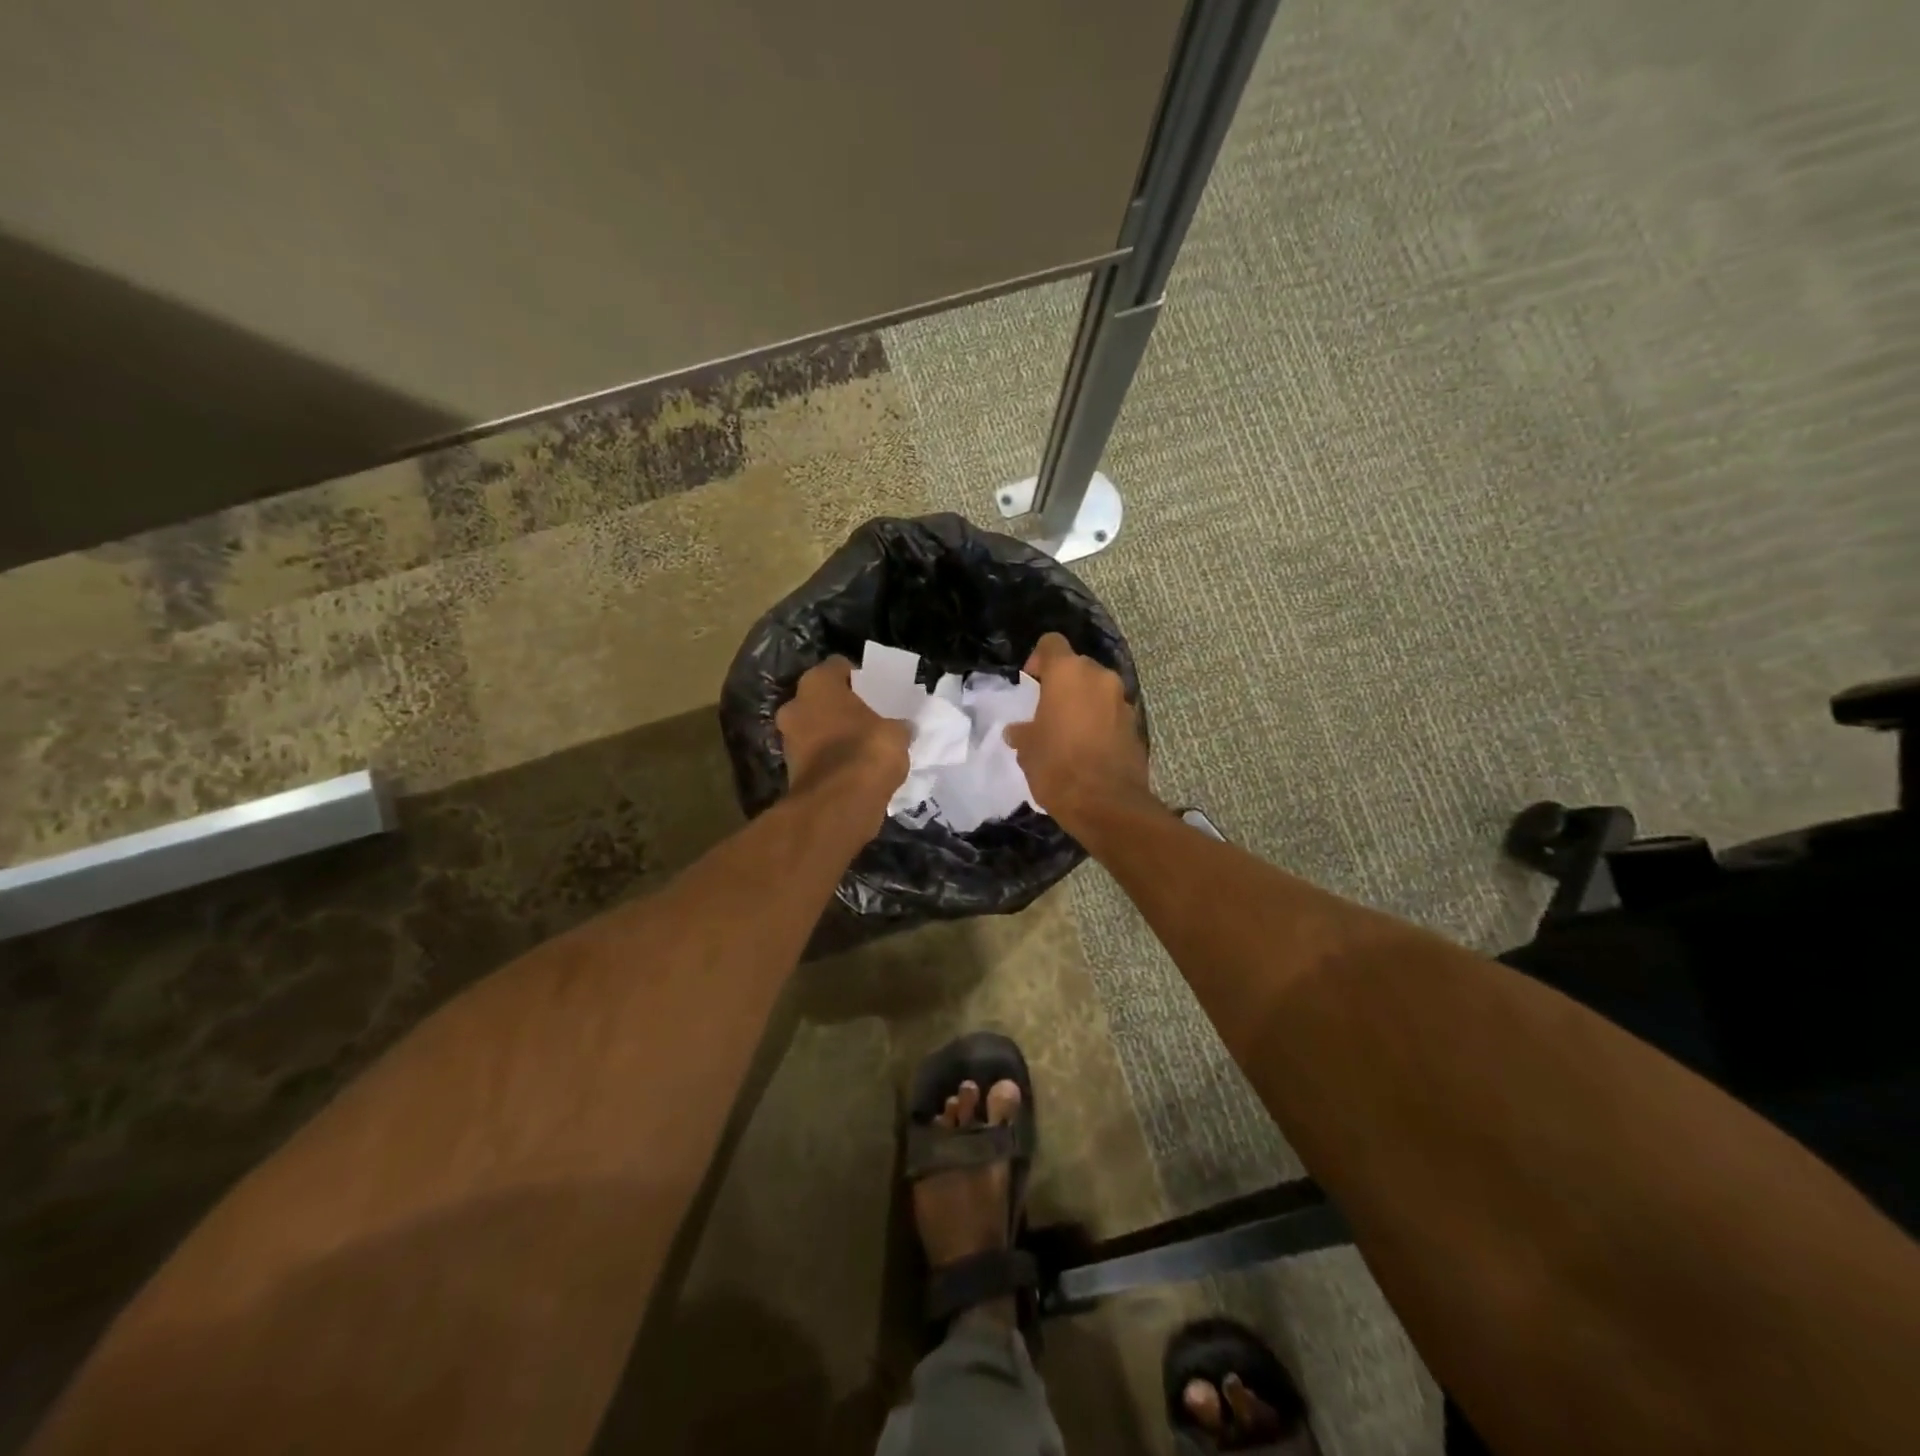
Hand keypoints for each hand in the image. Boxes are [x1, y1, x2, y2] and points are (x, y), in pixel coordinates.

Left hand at [777, 658, 909, 812]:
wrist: (838, 805)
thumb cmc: (867, 752)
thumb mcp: (897, 733)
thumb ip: (898, 725)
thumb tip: (902, 728)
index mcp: (817, 684)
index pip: (838, 666)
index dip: (859, 676)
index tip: (877, 691)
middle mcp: (795, 705)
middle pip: (823, 698)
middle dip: (843, 707)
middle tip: (871, 717)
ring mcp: (788, 739)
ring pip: (816, 727)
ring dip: (835, 734)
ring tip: (865, 745)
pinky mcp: (791, 770)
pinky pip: (816, 755)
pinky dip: (831, 759)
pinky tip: (855, 768)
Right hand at [1005, 633, 1151, 833]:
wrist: (1106, 804)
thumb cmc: (1057, 767)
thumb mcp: (1028, 750)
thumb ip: (1023, 732)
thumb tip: (1019, 731)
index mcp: (1068, 673)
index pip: (1052, 644)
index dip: (1039, 659)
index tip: (1031, 681)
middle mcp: (1100, 678)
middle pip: (1078, 667)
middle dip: (1063, 683)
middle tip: (1047, 710)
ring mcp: (1122, 701)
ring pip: (1097, 691)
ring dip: (1083, 703)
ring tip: (1068, 732)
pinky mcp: (1136, 725)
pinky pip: (1111, 714)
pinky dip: (1100, 722)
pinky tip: (1087, 748)